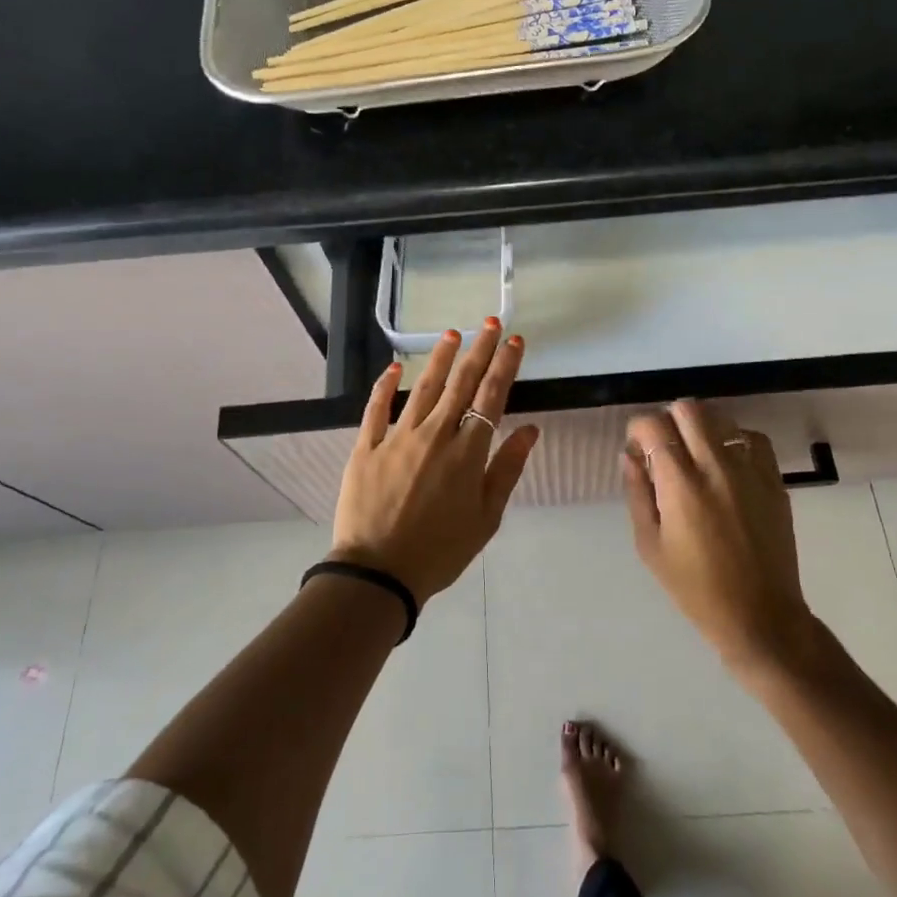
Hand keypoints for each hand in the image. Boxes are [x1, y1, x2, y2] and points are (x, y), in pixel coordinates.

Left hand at [330, 319, 540, 604]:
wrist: (379, 573)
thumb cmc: (440, 551)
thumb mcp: (486, 518)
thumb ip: (507, 470)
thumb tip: (531, 430)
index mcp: (467, 453)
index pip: (491, 398)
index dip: (505, 366)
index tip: (515, 341)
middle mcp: (435, 435)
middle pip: (461, 384)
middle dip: (478, 350)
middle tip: (489, 323)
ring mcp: (397, 438)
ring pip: (423, 389)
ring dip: (439, 359)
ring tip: (451, 334)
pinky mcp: (366, 448)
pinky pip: (376, 409)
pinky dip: (385, 386)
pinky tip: (394, 367)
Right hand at [621, 399, 813, 669]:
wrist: (760, 615)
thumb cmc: (695, 587)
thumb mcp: (650, 545)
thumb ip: (638, 493)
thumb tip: (631, 456)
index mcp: (681, 485)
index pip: (653, 426)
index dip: (638, 429)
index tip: (637, 450)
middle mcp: (716, 467)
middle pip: (688, 409)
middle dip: (668, 419)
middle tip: (663, 447)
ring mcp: (751, 471)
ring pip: (721, 417)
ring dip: (700, 427)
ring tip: (695, 455)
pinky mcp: (775, 480)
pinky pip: (753, 439)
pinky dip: (735, 440)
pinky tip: (727, 463)